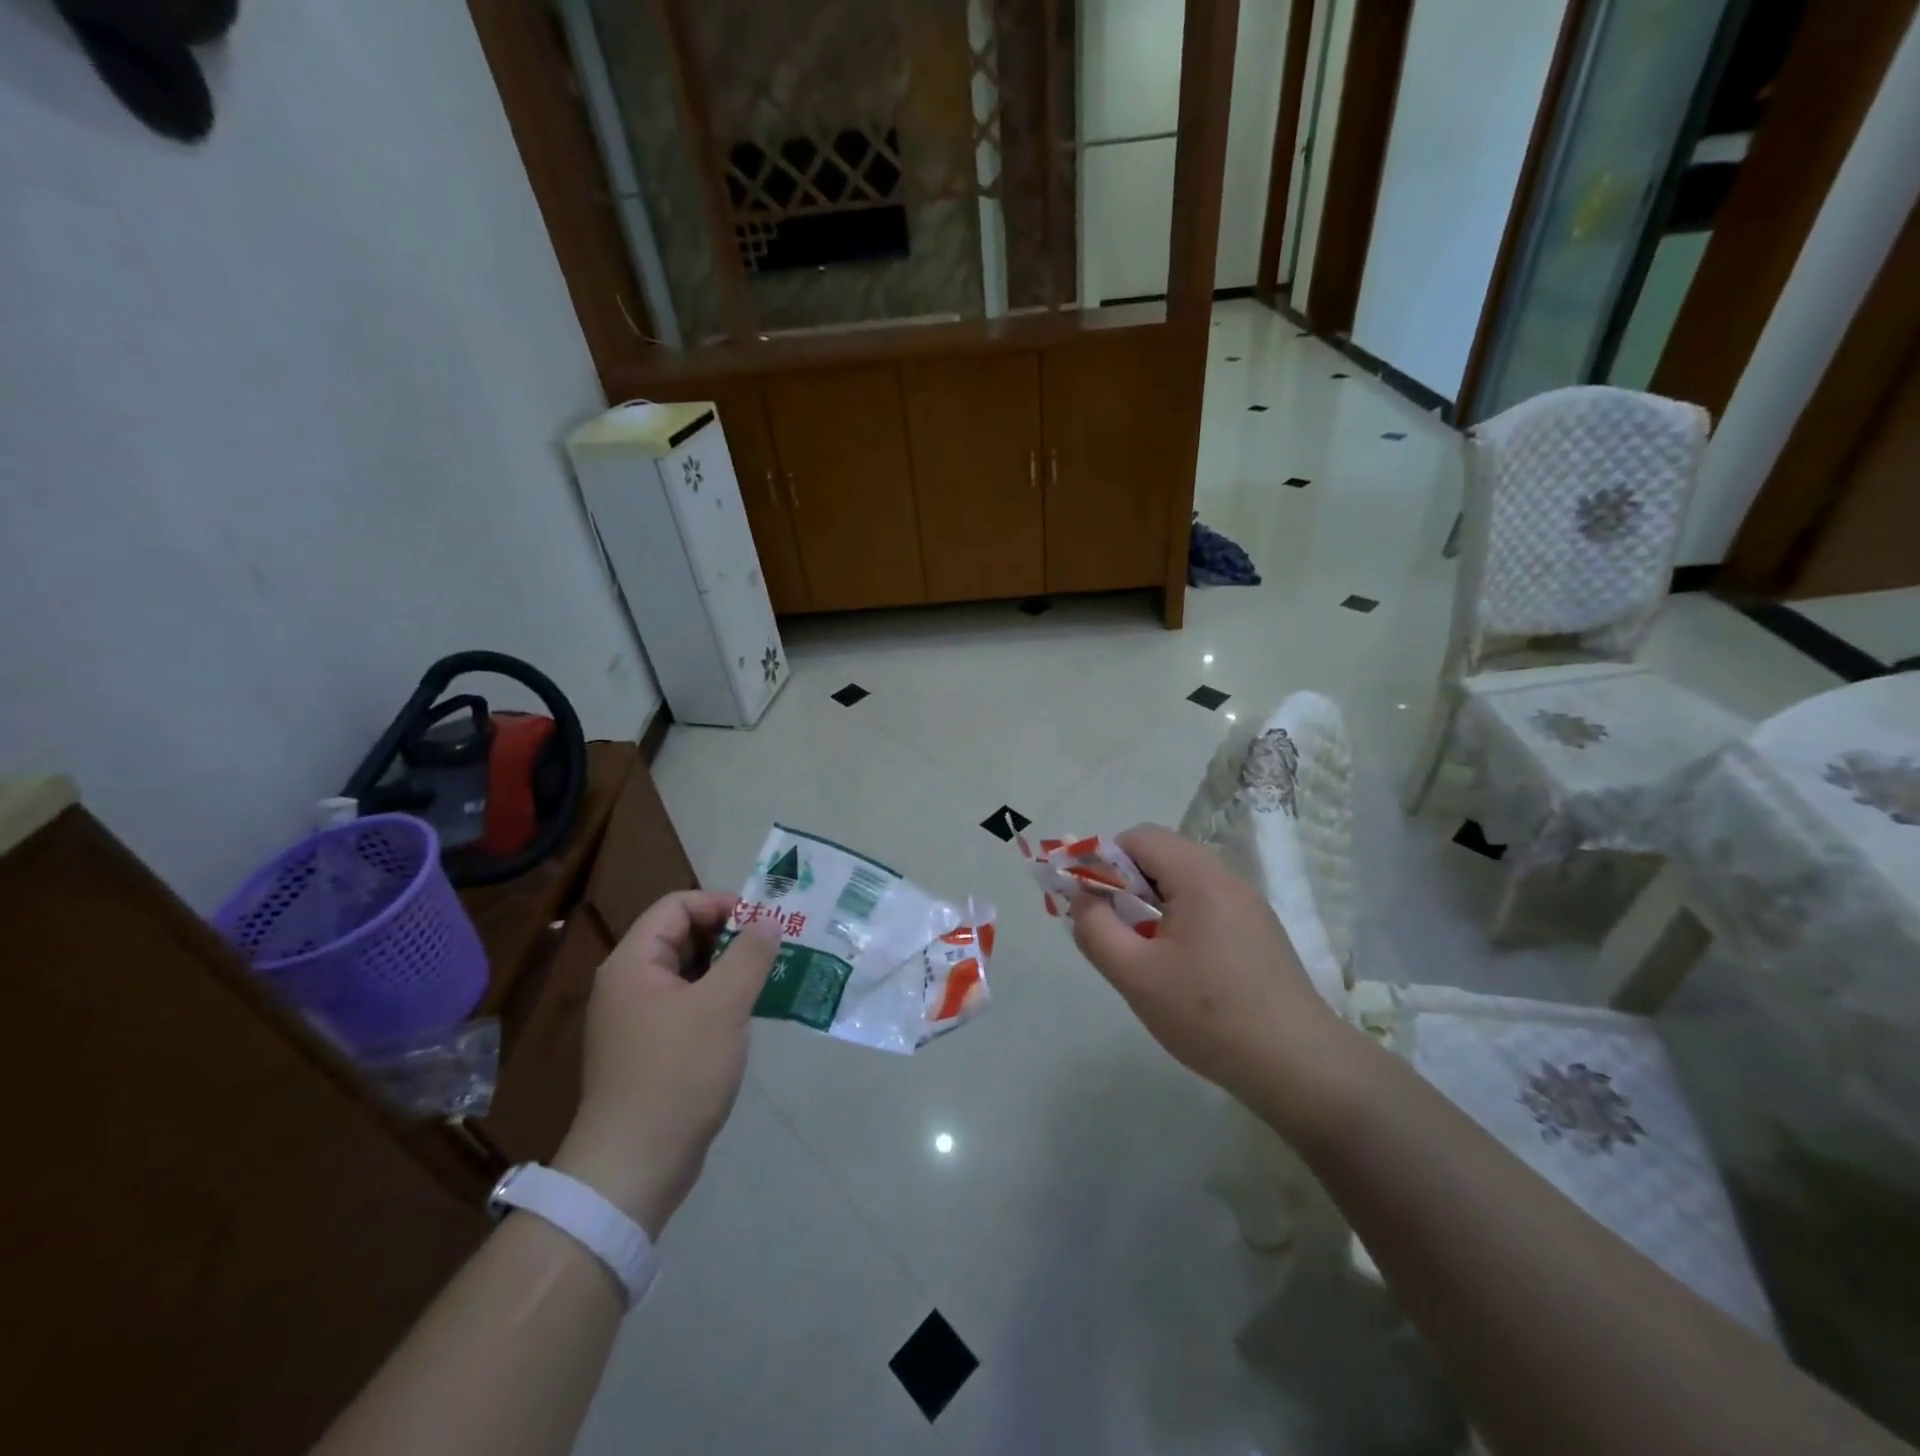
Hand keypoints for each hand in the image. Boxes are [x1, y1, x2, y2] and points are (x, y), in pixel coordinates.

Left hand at [552, 892, 780, 1238]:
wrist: (634, 1167)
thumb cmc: (677, 1073)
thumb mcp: (723, 1005)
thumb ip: (749, 955)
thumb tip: (767, 922)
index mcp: (633, 963)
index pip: (676, 906)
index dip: (720, 903)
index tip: (762, 920)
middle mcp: (627, 984)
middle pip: (679, 936)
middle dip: (728, 935)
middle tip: (772, 947)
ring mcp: (635, 1020)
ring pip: (686, 973)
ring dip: (726, 969)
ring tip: (767, 977)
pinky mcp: (648, 1051)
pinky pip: (685, 1006)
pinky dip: (716, 1000)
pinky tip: (746, 1015)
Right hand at [1069, 824, 1356, 1132]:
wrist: (1299, 1068)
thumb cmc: (1208, 1016)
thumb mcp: (1135, 975)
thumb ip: (1095, 928)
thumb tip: (1082, 897)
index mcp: (1199, 878)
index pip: (1139, 837)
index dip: (1103, 859)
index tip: (1088, 900)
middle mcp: (1228, 879)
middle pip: (1162, 855)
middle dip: (1125, 883)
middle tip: (1110, 927)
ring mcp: (1249, 906)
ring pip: (1184, 882)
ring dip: (1151, 903)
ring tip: (1141, 950)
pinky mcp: (1260, 932)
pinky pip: (1206, 905)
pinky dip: (1179, 919)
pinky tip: (1178, 966)